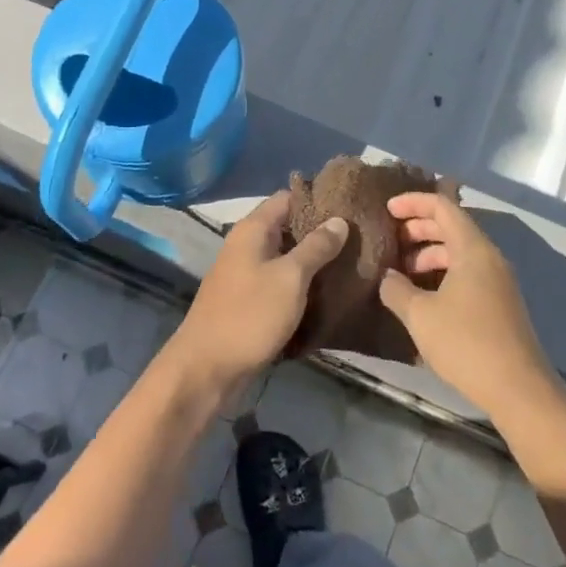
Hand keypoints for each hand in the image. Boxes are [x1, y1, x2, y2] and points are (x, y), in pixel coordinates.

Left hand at [163, 192, 348, 407]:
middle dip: (321, 231)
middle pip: (288, 226)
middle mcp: (247, 245)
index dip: (318, 198)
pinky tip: (327, 291)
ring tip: (351, 262)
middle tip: (358, 237)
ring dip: (313, 259)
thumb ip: (317, 247)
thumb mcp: (291, 277)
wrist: (207, 369)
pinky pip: (280, 281)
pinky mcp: (249, 300)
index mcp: (253, 229)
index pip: (288, 197)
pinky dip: (301, 283)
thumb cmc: (250, 315)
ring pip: (286, 256)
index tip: (351, 205)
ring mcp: (246, 273)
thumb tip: (339, 219)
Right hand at [379, 191, 560, 421]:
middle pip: (452, 227)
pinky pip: (467, 274)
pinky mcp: (499, 304)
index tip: (386, 209)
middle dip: (418, 229)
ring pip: (459, 253)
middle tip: (389, 241)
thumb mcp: (420, 315)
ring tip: (400, 273)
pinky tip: (422, 297)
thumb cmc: (466, 343)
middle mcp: (489, 258)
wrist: (518, 389)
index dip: (413, 202)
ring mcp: (498, 282)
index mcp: (473, 249)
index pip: (443, 207)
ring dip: (429, 255)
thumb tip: (387, 278)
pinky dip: (442, 274)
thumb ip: (396, 289)